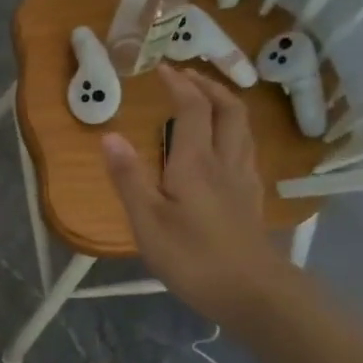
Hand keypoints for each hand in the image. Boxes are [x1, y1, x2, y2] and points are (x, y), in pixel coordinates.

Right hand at [102, 65, 287, 322]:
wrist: (253, 293)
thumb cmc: (193, 257)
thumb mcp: (147, 220)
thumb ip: (128, 177)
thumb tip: (109, 136)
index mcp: (196, 161)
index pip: (193, 107)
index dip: (179, 83)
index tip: (161, 69)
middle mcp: (225, 161)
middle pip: (229, 109)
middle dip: (209, 85)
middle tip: (187, 77)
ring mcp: (244, 180)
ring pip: (243, 128)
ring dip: (225, 105)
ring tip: (205, 101)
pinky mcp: (252, 199)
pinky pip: (246, 149)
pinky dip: (232, 132)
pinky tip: (221, 147)